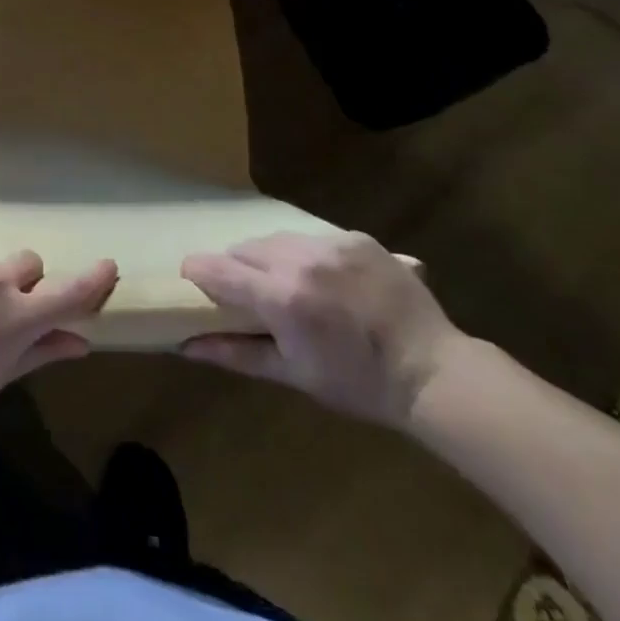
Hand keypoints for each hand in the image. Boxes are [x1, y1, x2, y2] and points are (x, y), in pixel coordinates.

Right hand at [180, 232, 464, 428]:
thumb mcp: (294, 374)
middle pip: (244, 248)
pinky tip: (328, 281)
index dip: (198, 272)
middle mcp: (300, 259)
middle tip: (252, 296)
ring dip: (271, 257)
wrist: (434, 372)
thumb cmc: (358, 383)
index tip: (193, 280)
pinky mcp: (356, 237)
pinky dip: (308, 255)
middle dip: (238, 268)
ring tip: (290, 285)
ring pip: (277, 238)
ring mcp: (330, 244)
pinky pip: (313, 238)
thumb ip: (236, 353)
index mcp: (281, 296)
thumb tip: (185, 346)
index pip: (218, 269)